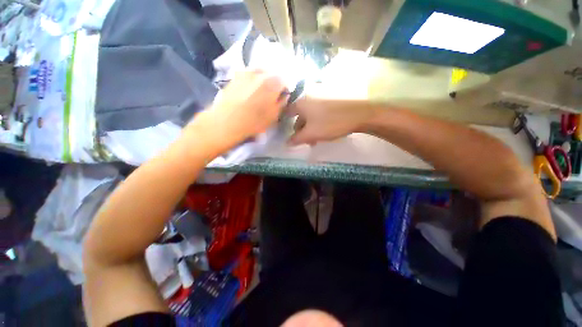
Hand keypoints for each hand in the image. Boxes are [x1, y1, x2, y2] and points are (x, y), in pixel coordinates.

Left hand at [186, 69, 287, 150]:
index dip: (284, 90)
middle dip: (274, 84)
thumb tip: (284, 95)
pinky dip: (252, 81)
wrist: (227, 121)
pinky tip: (248, 92)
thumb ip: (282, 103)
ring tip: (259, 93)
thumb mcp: (274, 115)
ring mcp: (245, 72)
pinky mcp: (235, 76)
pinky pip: (248, 75)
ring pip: (260, 73)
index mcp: (272, 82)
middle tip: (271, 96)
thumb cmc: (254, 121)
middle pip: (272, 74)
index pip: (285, 81)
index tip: (281, 98)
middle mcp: (260, 72)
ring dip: (263, 81)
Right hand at [288, 98, 375, 144]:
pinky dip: (318, 121)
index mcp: (301, 102)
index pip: (287, 113)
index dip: (286, 124)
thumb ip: (297, 139)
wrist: (360, 113)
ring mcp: (320, 95)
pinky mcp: (330, 97)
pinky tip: (324, 129)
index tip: (289, 134)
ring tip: (316, 139)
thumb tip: (286, 143)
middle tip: (306, 141)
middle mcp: (308, 95)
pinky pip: (319, 111)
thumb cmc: (331, 123)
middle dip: (301, 130)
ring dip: (310, 127)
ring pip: (310, 114)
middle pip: (300, 115)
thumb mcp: (311, 134)